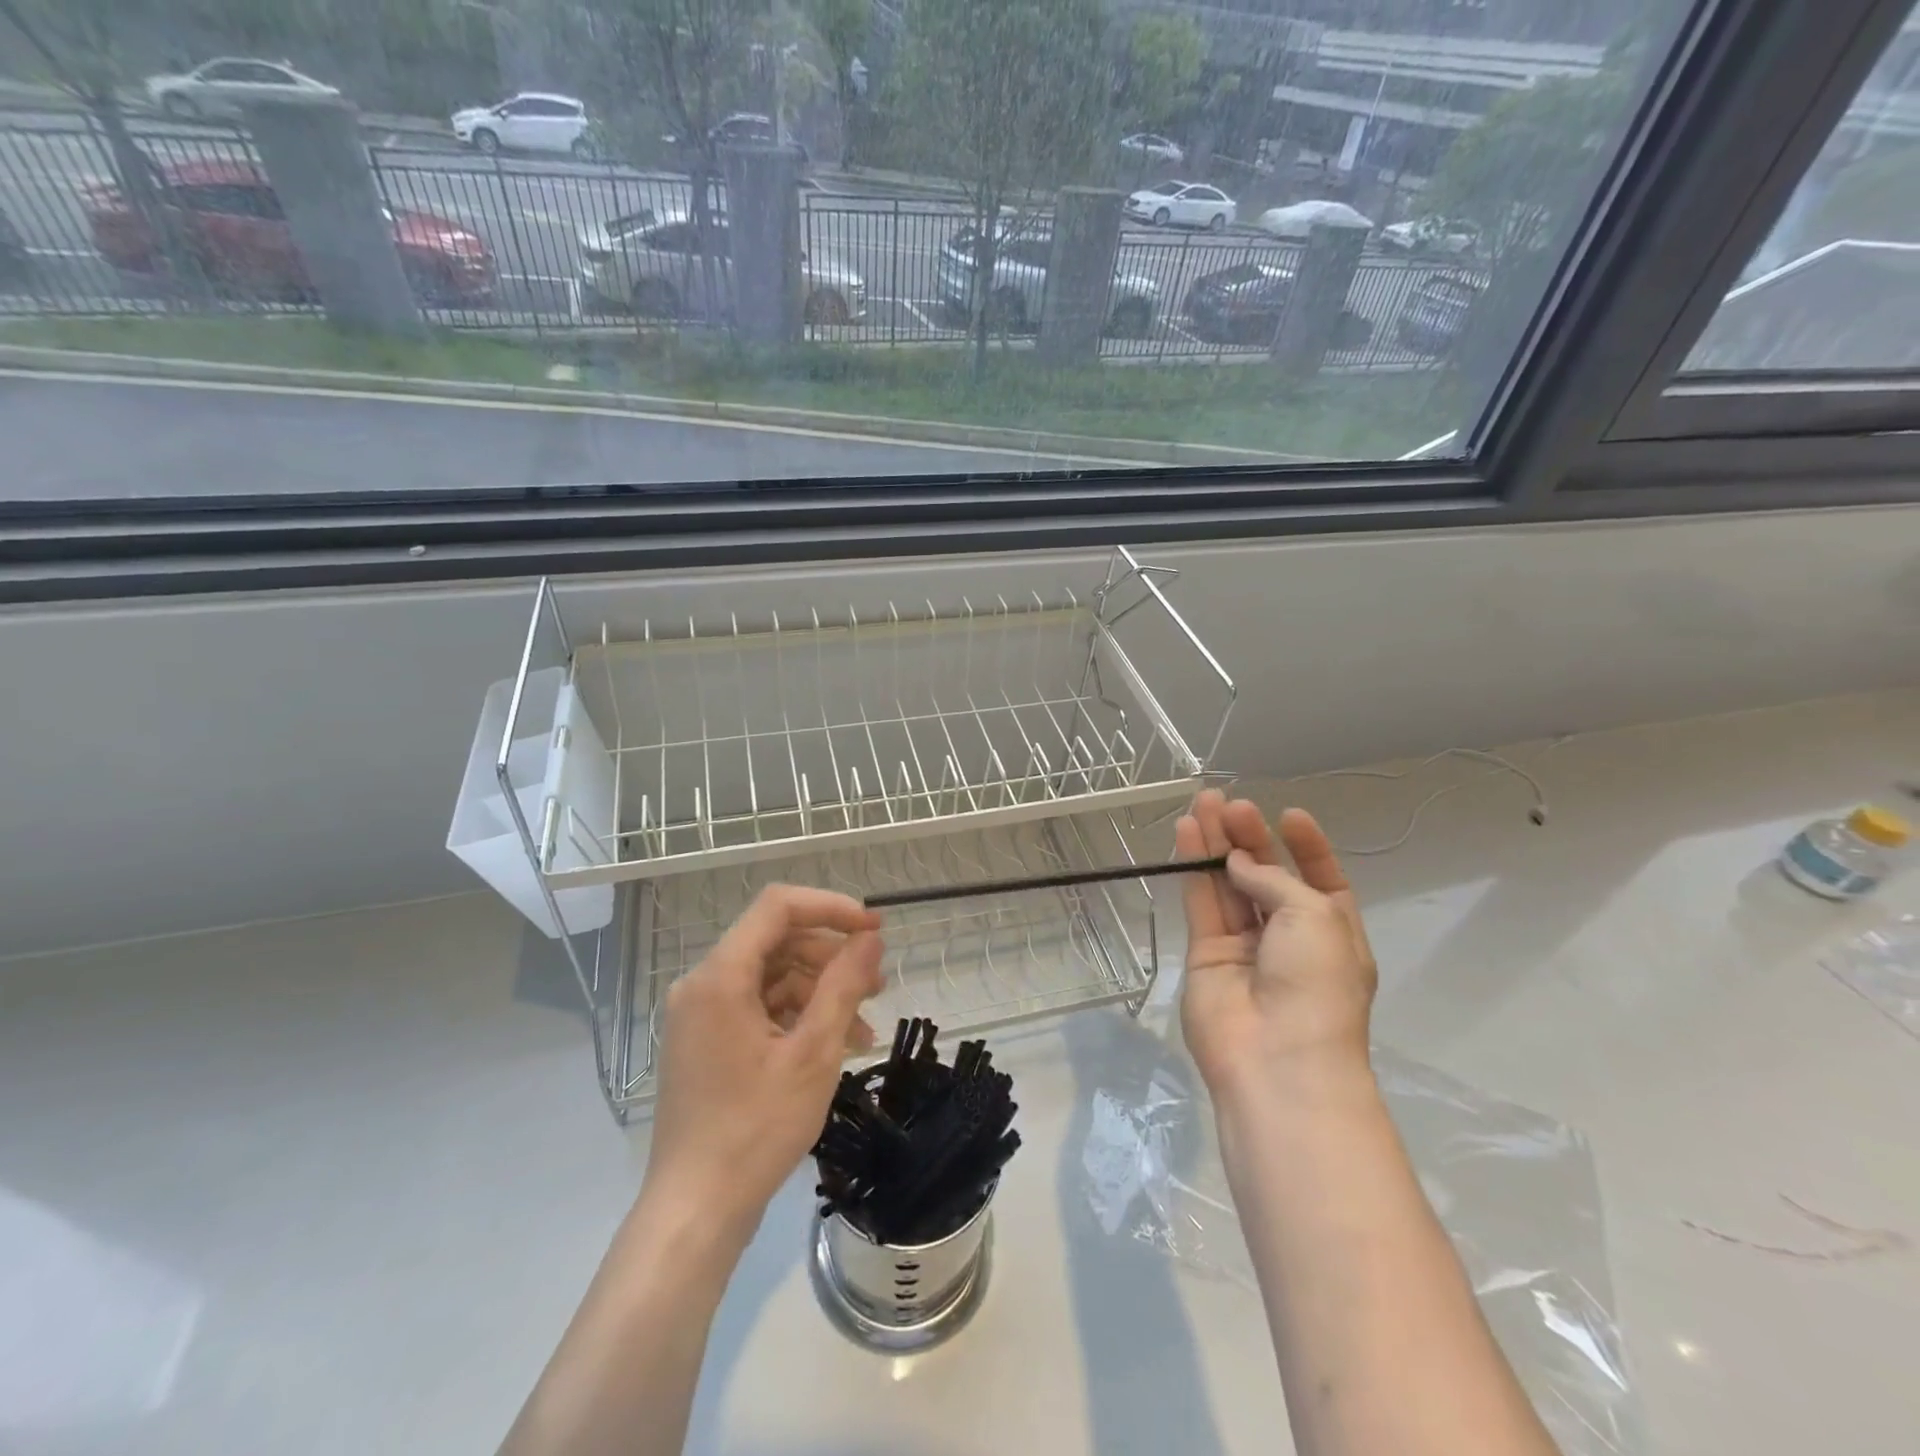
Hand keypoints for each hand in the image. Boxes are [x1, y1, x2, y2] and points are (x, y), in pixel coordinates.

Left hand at [643, 885, 884, 1244]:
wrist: (696, 1211)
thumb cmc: (756, 1129)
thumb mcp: (814, 1053)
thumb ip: (843, 984)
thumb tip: (870, 937)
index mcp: (720, 976)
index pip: (777, 907)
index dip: (830, 907)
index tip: (874, 928)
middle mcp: (702, 984)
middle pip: (776, 941)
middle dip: (831, 955)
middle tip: (878, 981)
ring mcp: (701, 1015)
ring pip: (772, 976)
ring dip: (821, 991)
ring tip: (864, 1024)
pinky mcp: (707, 1041)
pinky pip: (758, 1007)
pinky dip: (798, 1016)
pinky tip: (836, 1043)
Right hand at [1176, 790, 1376, 1103]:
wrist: (1277, 1060)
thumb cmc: (1316, 984)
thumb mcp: (1315, 916)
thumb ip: (1272, 879)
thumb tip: (1237, 862)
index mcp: (1332, 932)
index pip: (1320, 879)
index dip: (1306, 847)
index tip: (1288, 815)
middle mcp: (1289, 937)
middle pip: (1267, 876)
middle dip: (1251, 838)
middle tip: (1229, 802)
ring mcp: (1245, 947)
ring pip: (1228, 884)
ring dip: (1217, 844)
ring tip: (1202, 802)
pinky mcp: (1205, 954)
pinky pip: (1201, 902)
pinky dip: (1193, 868)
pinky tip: (1187, 832)